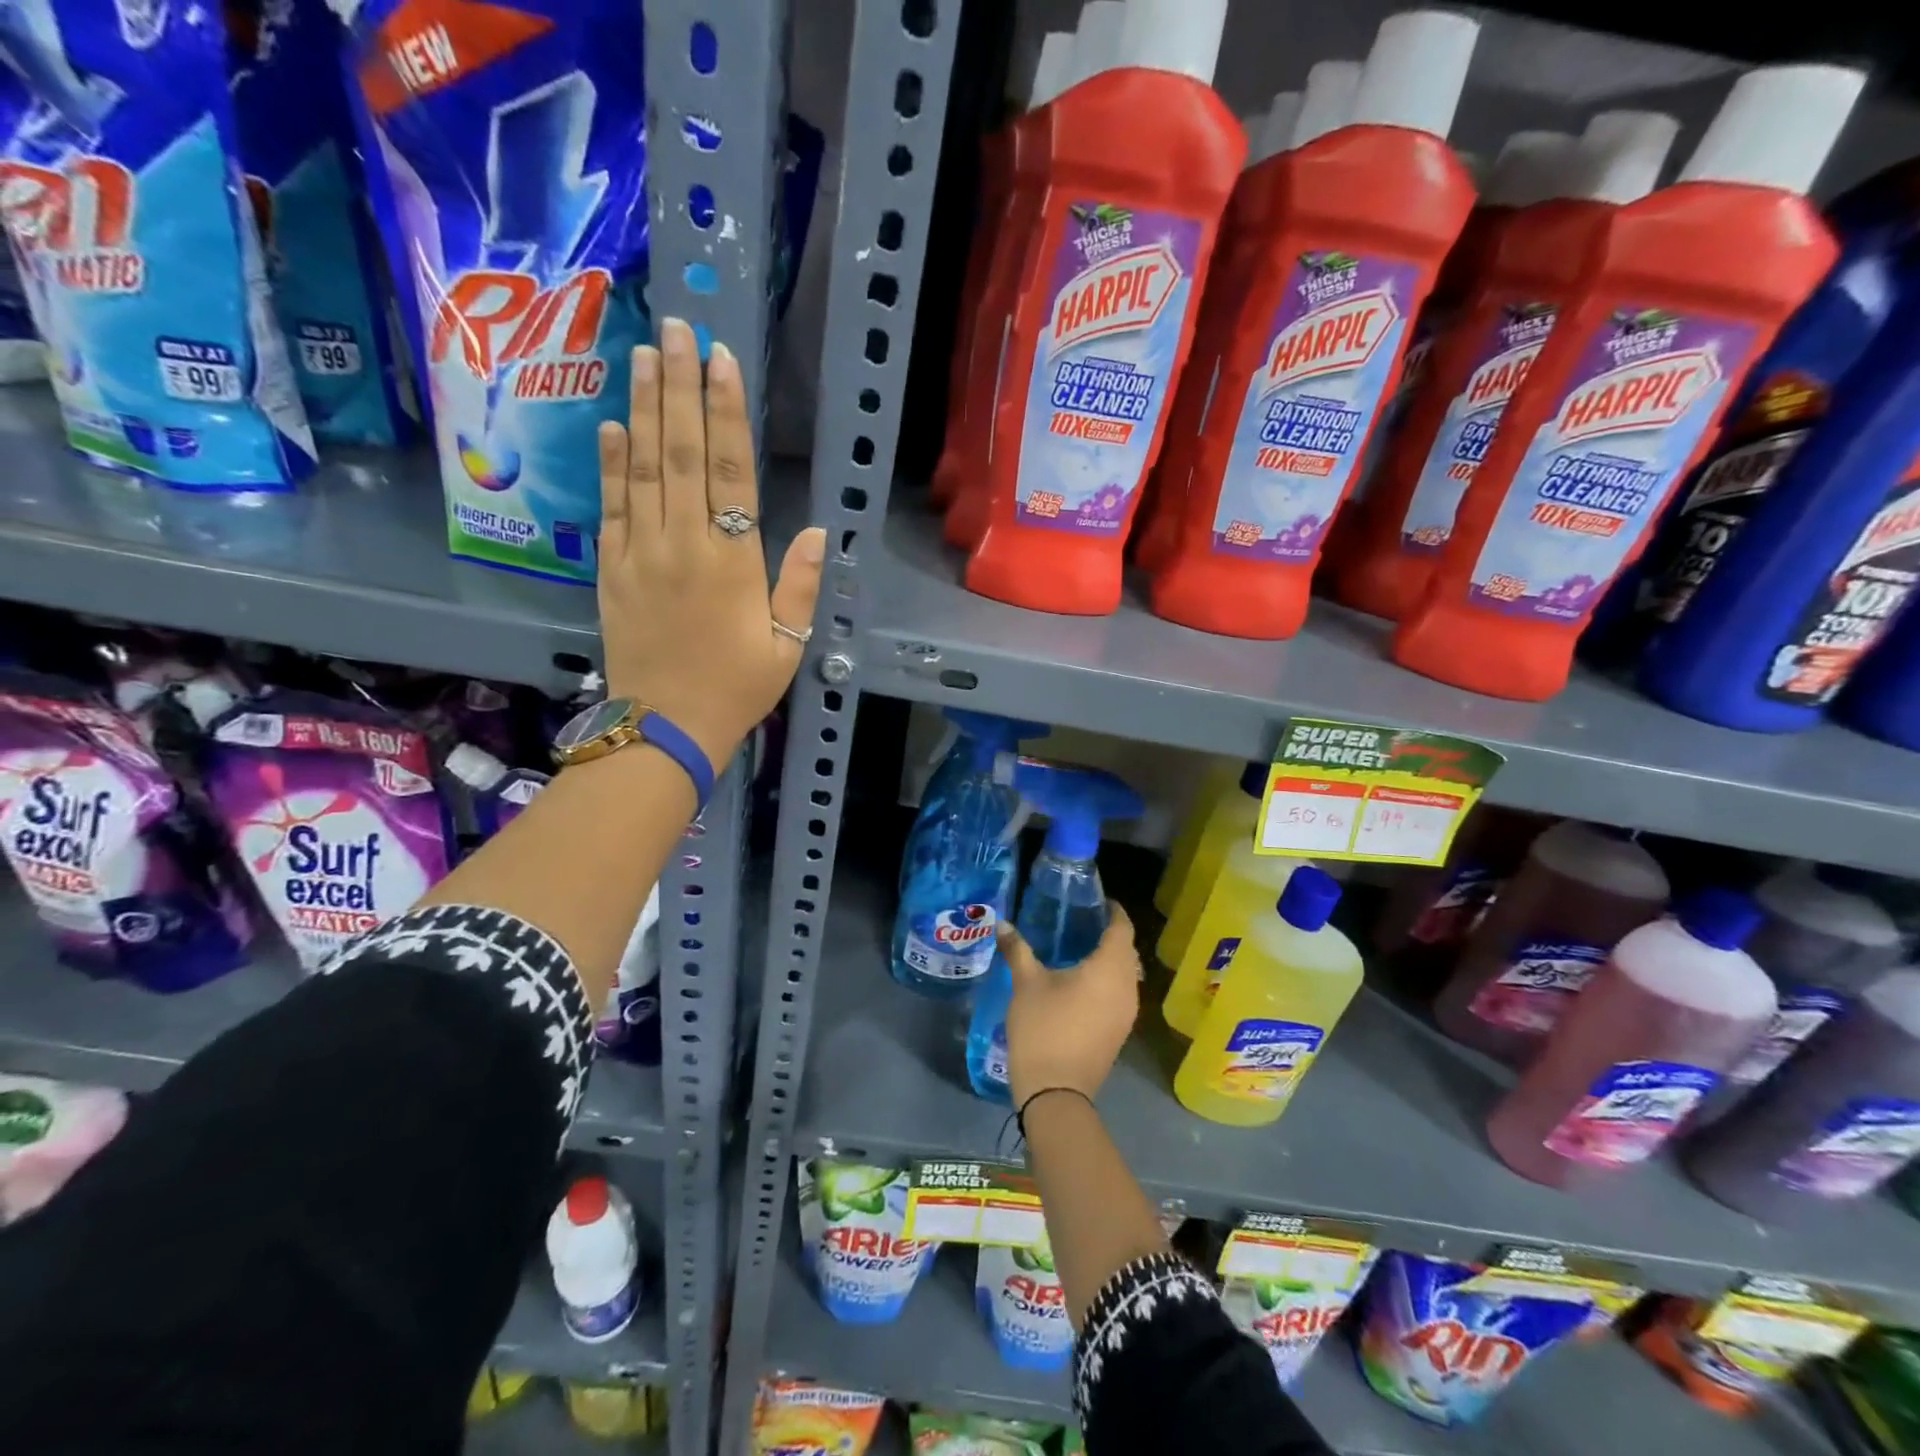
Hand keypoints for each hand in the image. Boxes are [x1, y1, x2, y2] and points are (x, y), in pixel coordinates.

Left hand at [596, 318, 826, 764]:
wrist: (665, 728)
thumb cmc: (736, 689)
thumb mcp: (787, 647)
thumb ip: (801, 587)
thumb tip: (820, 531)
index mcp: (733, 562)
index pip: (731, 472)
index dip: (727, 413)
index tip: (721, 360)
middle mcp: (684, 544)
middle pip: (682, 453)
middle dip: (680, 388)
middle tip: (675, 328)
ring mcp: (641, 554)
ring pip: (643, 468)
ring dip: (645, 408)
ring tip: (645, 355)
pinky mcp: (611, 570)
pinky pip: (612, 506)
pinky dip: (612, 463)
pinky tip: (613, 424)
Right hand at [1001, 904, 1141, 1107]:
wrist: (1056, 1092)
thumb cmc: (1044, 1028)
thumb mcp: (1026, 984)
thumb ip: (1018, 950)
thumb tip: (1002, 924)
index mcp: (1110, 969)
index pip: (1122, 929)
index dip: (1114, 911)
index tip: (1097, 900)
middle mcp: (1128, 988)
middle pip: (1127, 951)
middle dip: (1110, 934)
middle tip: (1082, 922)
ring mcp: (1127, 1013)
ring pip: (1126, 975)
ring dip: (1109, 960)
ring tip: (1080, 949)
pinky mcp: (1120, 1032)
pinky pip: (1120, 994)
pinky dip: (1107, 981)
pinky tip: (1081, 983)